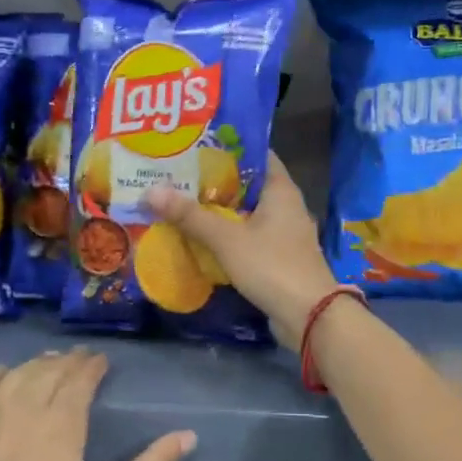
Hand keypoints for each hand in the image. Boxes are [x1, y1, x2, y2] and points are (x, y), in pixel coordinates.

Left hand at [0, 350, 194, 460]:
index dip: (92, 366)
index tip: (102, 361)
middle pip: (49, 372)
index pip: (80, 379)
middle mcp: (24, 410)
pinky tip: (1, 374)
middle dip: (68, 361)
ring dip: (36, 364)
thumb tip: (188, 435)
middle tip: (81, 358)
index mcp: (61, 425)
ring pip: (16, 375)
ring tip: (50, 362)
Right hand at [146, 152, 340, 351]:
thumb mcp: (227, 239)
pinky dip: (228, 235)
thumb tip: (150, 191)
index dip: (228, 147)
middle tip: (177, 174)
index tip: (196, 144)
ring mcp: (284, 233)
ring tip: (182, 202)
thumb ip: (190, 216)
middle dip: (215, 181)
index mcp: (281, 190)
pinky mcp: (279, 258)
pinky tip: (201, 238)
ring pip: (246, 213)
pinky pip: (249, 237)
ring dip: (219, 210)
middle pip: (247, 184)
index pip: (256, 154)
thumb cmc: (272, 266)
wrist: (310, 316)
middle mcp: (286, 206)